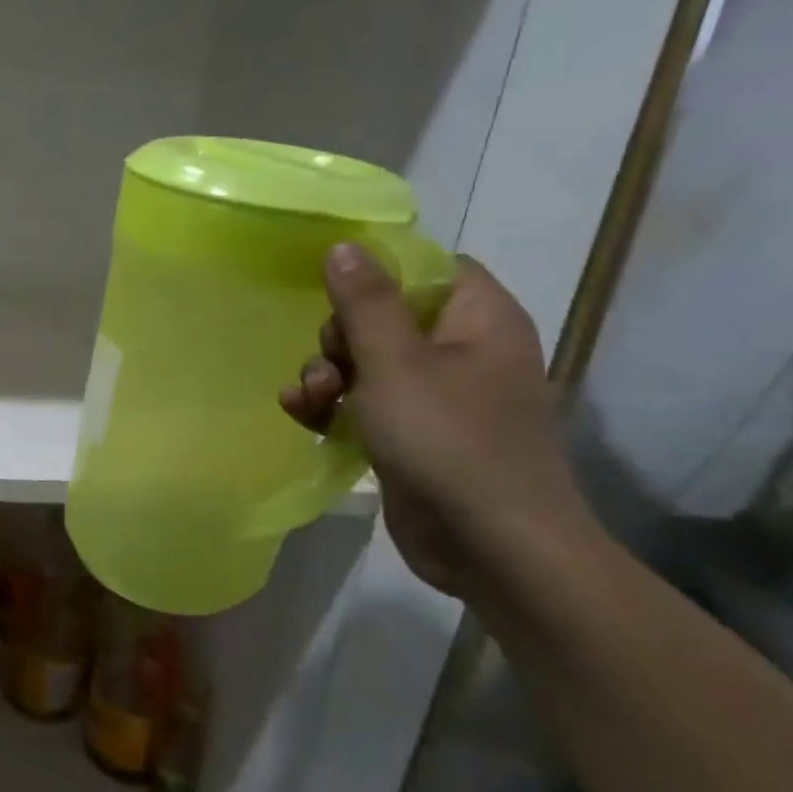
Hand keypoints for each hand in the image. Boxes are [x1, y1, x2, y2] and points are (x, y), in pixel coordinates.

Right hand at [279, 244, 593, 601]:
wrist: (490, 546)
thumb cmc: (449, 440)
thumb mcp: (396, 363)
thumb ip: (365, 302)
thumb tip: (345, 245)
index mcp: (478, 321)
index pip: (430, 268)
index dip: (380, 271)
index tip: (332, 287)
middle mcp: (461, 352)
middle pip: (384, 316)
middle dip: (339, 337)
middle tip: (331, 363)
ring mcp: (435, 397)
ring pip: (364, 362)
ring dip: (324, 375)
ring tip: (310, 400)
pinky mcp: (410, 434)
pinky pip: (362, 403)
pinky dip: (331, 407)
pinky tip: (302, 417)